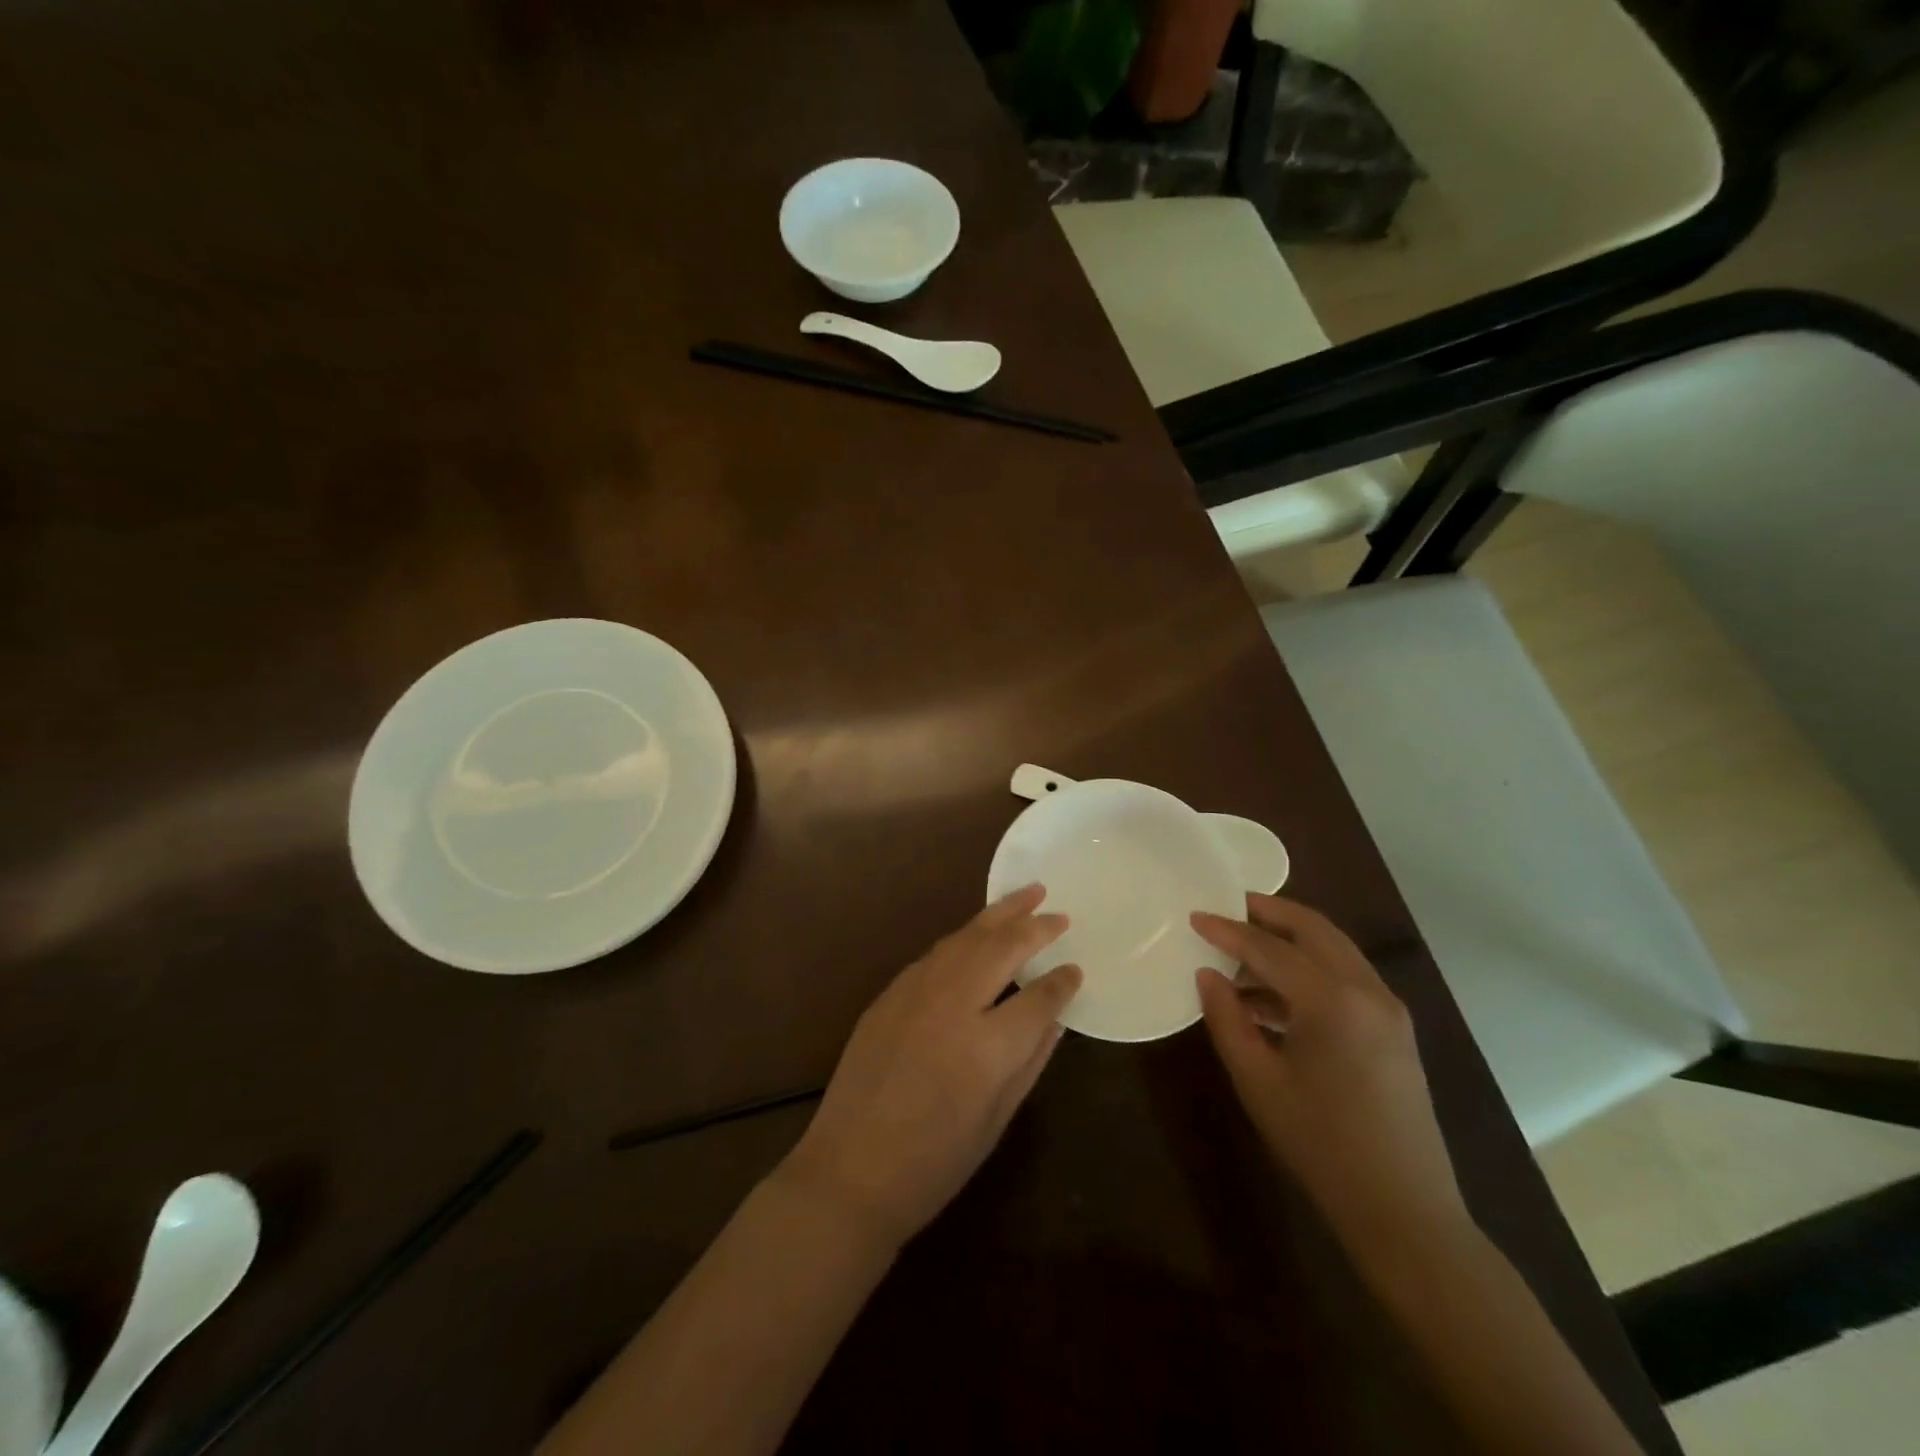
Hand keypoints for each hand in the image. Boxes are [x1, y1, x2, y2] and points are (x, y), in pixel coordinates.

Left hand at [778, 885, 1082, 1250]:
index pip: (1038, 997)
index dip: (1062, 981)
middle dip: (1034, 926)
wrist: (849, 1172)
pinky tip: (978, 933)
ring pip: (965, 938)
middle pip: (1001, 948)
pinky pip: (936, 953)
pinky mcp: (890, 993)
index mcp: (986, 1047)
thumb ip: (1029, 1061)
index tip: (1076, 968)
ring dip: (999, 914)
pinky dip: (964, 937)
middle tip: (1059, 912)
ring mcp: (915, 993)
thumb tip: (1054, 1019)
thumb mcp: (995, 1121)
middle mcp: (952, 1005)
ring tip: (1027, 895)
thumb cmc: (933, 1163)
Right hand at [1193, 894, 1466, 1247]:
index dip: (1227, 930)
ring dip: (1291, 941)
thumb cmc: (1320, 1144)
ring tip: (1244, 954)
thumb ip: (1228, 1019)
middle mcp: (1367, 990)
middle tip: (1230, 907)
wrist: (1403, 1210)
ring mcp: (1388, 1008)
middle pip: (1313, 929)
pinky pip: (1346, 977)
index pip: (1269, 948)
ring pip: (1334, 949)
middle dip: (1270, 913)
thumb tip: (1208, 975)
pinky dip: (1310, 970)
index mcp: (1333, 1000)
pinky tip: (1274, 996)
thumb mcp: (1258, 1081)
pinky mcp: (1395, 1029)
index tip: (1195, 916)